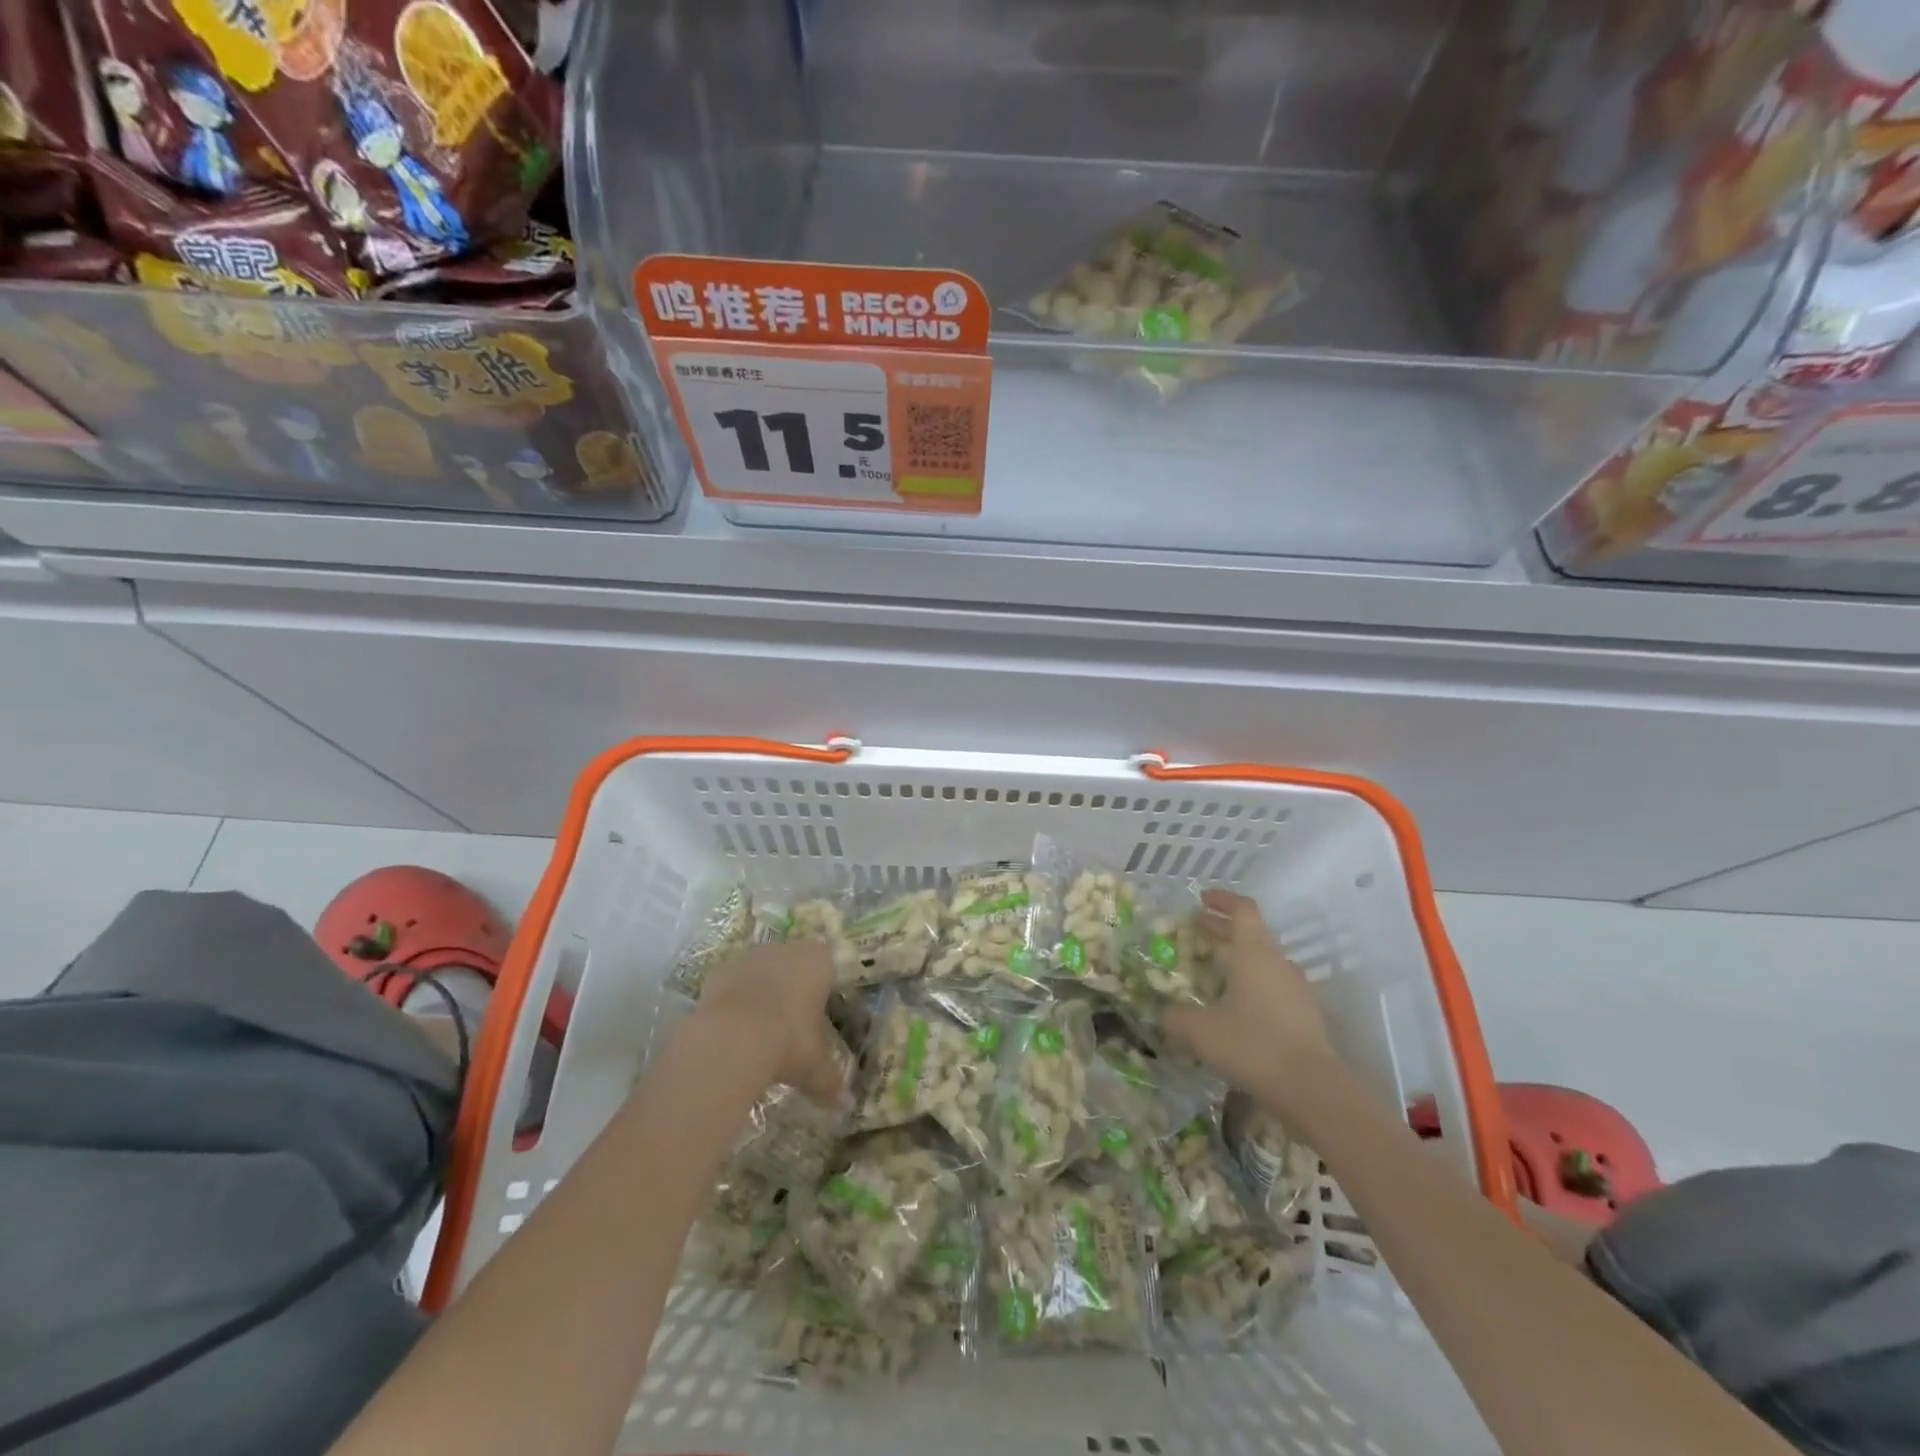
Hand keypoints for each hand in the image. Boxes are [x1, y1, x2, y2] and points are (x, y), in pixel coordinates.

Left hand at [693, 941, 849, 1109]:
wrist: (733, 1038)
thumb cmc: (789, 1041)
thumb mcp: (814, 1067)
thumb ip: (831, 1082)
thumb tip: (847, 1106)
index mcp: (818, 962)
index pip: (827, 962)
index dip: (823, 983)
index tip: (819, 1007)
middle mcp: (785, 951)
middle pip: (792, 961)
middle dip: (792, 985)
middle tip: (791, 1019)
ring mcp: (749, 958)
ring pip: (760, 969)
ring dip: (760, 990)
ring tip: (760, 1026)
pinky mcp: (718, 972)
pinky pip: (731, 983)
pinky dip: (732, 1000)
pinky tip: (732, 1028)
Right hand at [1163, 891, 1336, 1104]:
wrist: (1312, 1089)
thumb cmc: (1252, 1045)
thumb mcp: (1200, 1030)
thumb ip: (1177, 1017)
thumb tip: (1165, 1016)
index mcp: (1255, 953)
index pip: (1243, 910)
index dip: (1222, 900)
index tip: (1202, 899)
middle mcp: (1279, 963)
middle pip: (1252, 933)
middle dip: (1223, 929)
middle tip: (1198, 929)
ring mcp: (1298, 990)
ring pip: (1265, 962)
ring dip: (1240, 959)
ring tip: (1216, 971)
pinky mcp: (1307, 1016)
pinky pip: (1275, 988)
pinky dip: (1254, 985)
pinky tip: (1237, 1007)